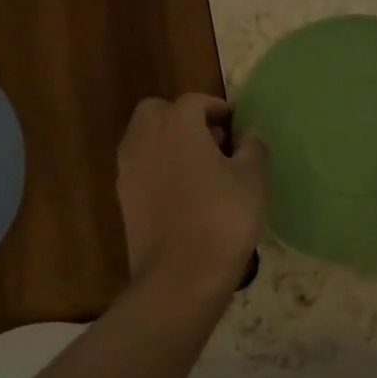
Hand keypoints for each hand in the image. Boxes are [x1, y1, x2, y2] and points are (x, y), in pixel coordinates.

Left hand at [117, 93, 266, 292]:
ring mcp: (128, 169)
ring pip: (145, 139)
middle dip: (183, 118)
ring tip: (201, 168)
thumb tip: (248, 135)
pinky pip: (141, 168)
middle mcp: (145, 139)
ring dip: (168, 142)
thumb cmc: (223, 218)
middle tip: (212, 141)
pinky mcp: (123, 198)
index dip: (218, 108)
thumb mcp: (252, 179)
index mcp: (177, 125)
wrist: (181, 275)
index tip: (236, 125)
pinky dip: (159, 168)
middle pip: (157, 112)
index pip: (195, 101)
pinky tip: (184, 193)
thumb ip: (253, 148)